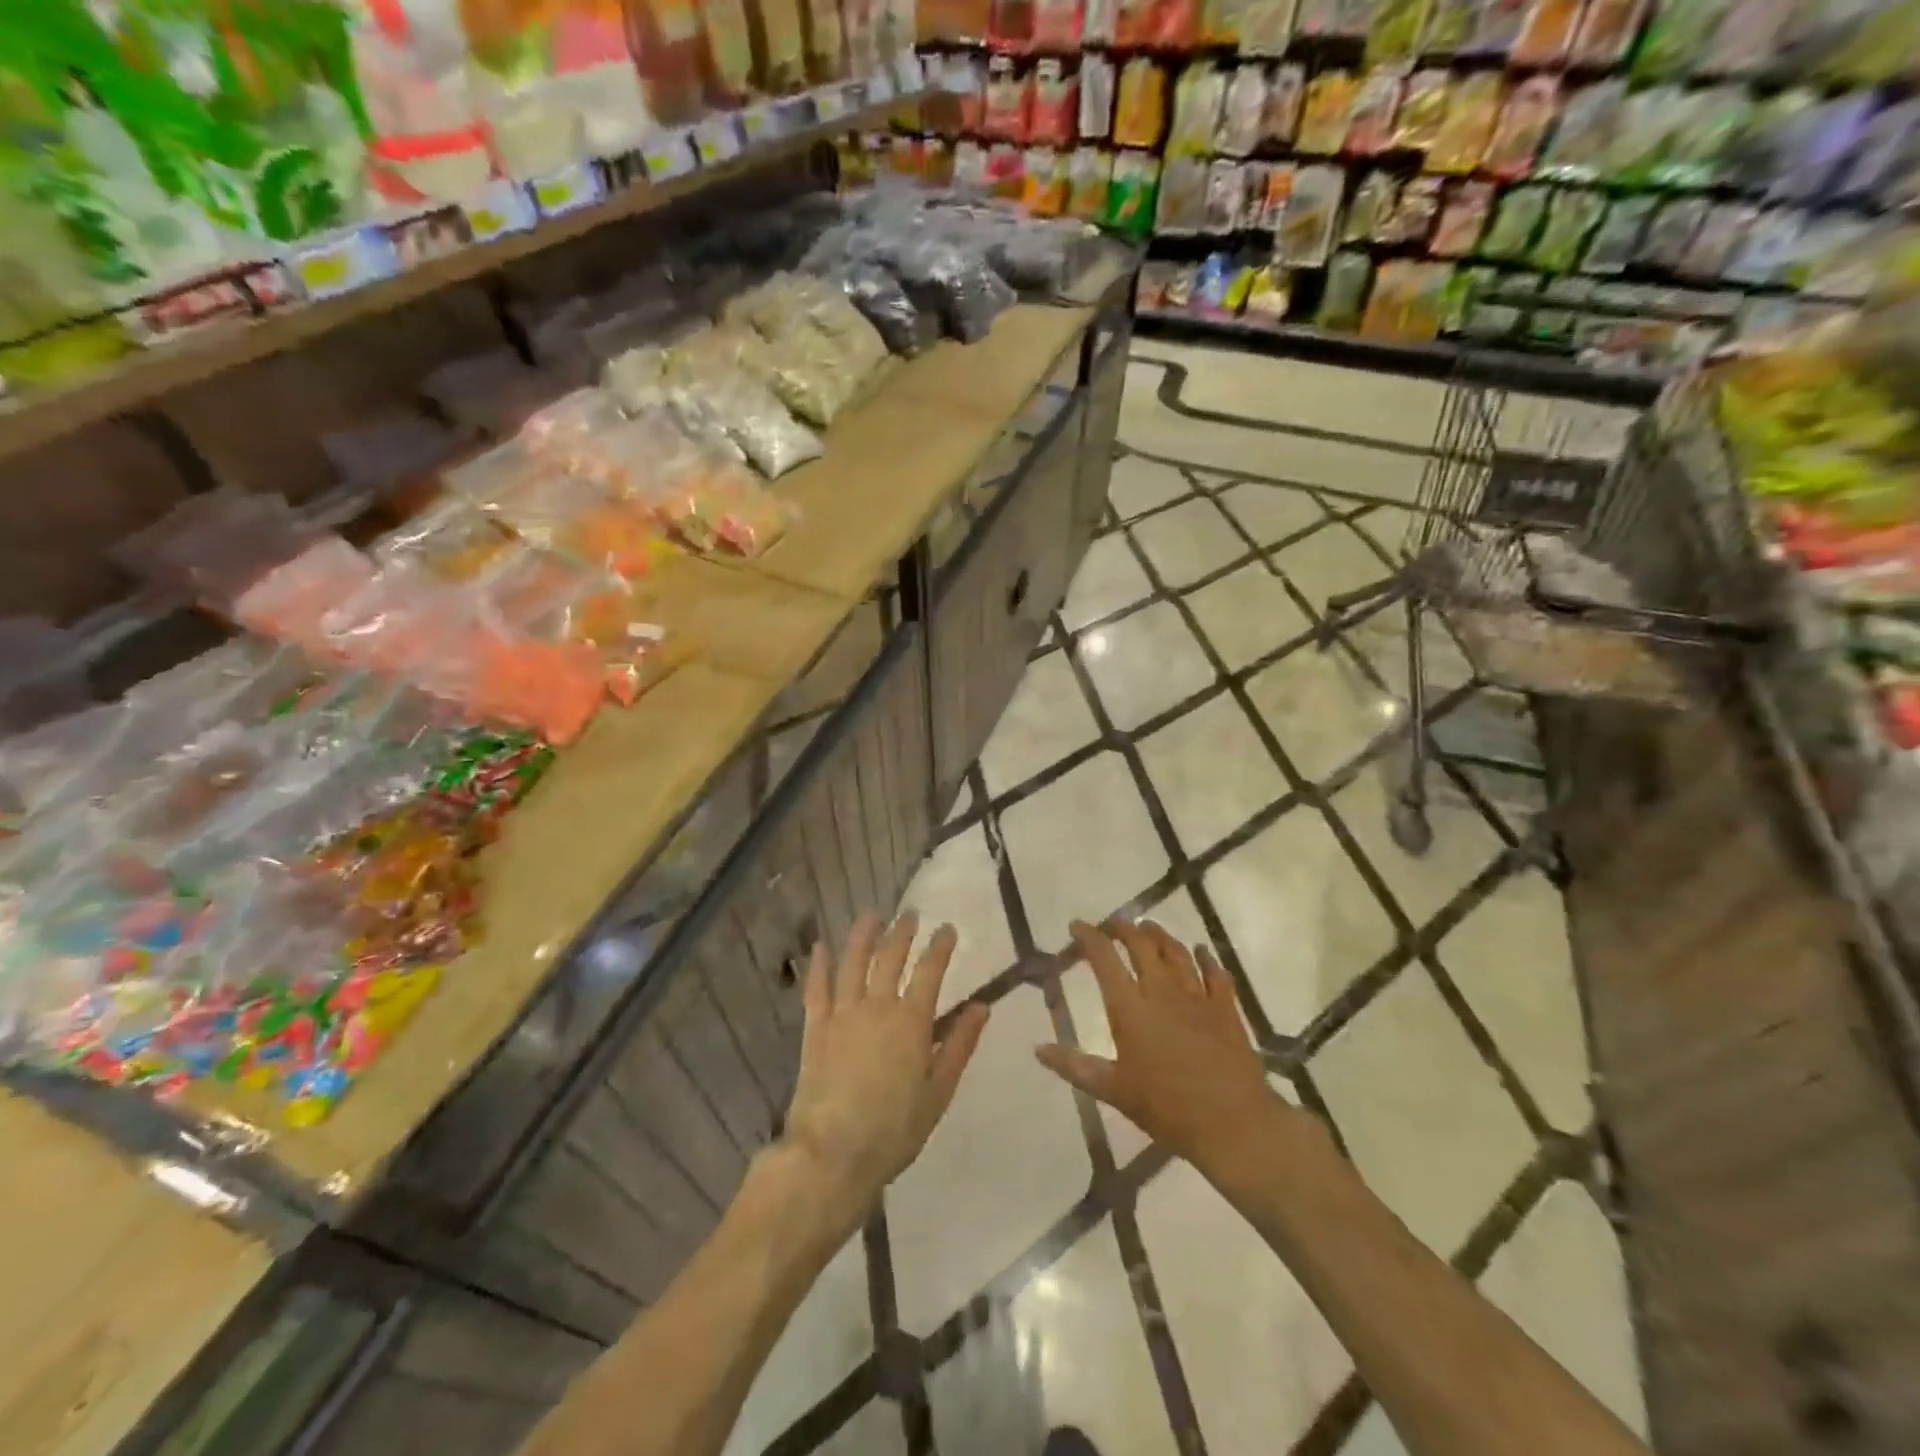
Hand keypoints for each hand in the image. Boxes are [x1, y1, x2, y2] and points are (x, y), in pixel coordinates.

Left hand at [781, 910, 988, 1222]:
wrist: (833, 1153)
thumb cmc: (894, 1129)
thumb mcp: (938, 1092)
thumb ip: (959, 1045)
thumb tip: (982, 1007)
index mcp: (911, 1022)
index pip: (930, 972)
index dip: (940, 947)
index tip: (947, 928)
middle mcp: (877, 1007)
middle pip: (890, 959)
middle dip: (902, 933)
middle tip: (910, 914)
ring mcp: (842, 1015)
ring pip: (854, 963)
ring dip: (864, 936)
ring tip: (872, 915)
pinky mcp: (815, 1029)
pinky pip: (817, 989)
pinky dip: (819, 965)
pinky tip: (821, 946)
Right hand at [1037, 919, 1279, 1167]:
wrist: (1232, 1123)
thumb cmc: (1166, 1108)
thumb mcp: (1113, 1090)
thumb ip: (1075, 1066)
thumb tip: (1038, 1049)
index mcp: (1130, 1008)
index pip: (1104, 959)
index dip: (1088, 937)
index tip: (1076, 925)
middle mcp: (1162, 991)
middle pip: (1141, 945)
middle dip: (1124, 928)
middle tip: (1113, 923)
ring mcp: (1197, 996)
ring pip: (1176, 952)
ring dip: (1159, 935)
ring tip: (1148, 926)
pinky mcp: (1225, 1008)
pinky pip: (1215, 973)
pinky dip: (1205, 957)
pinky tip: (1200, 950)